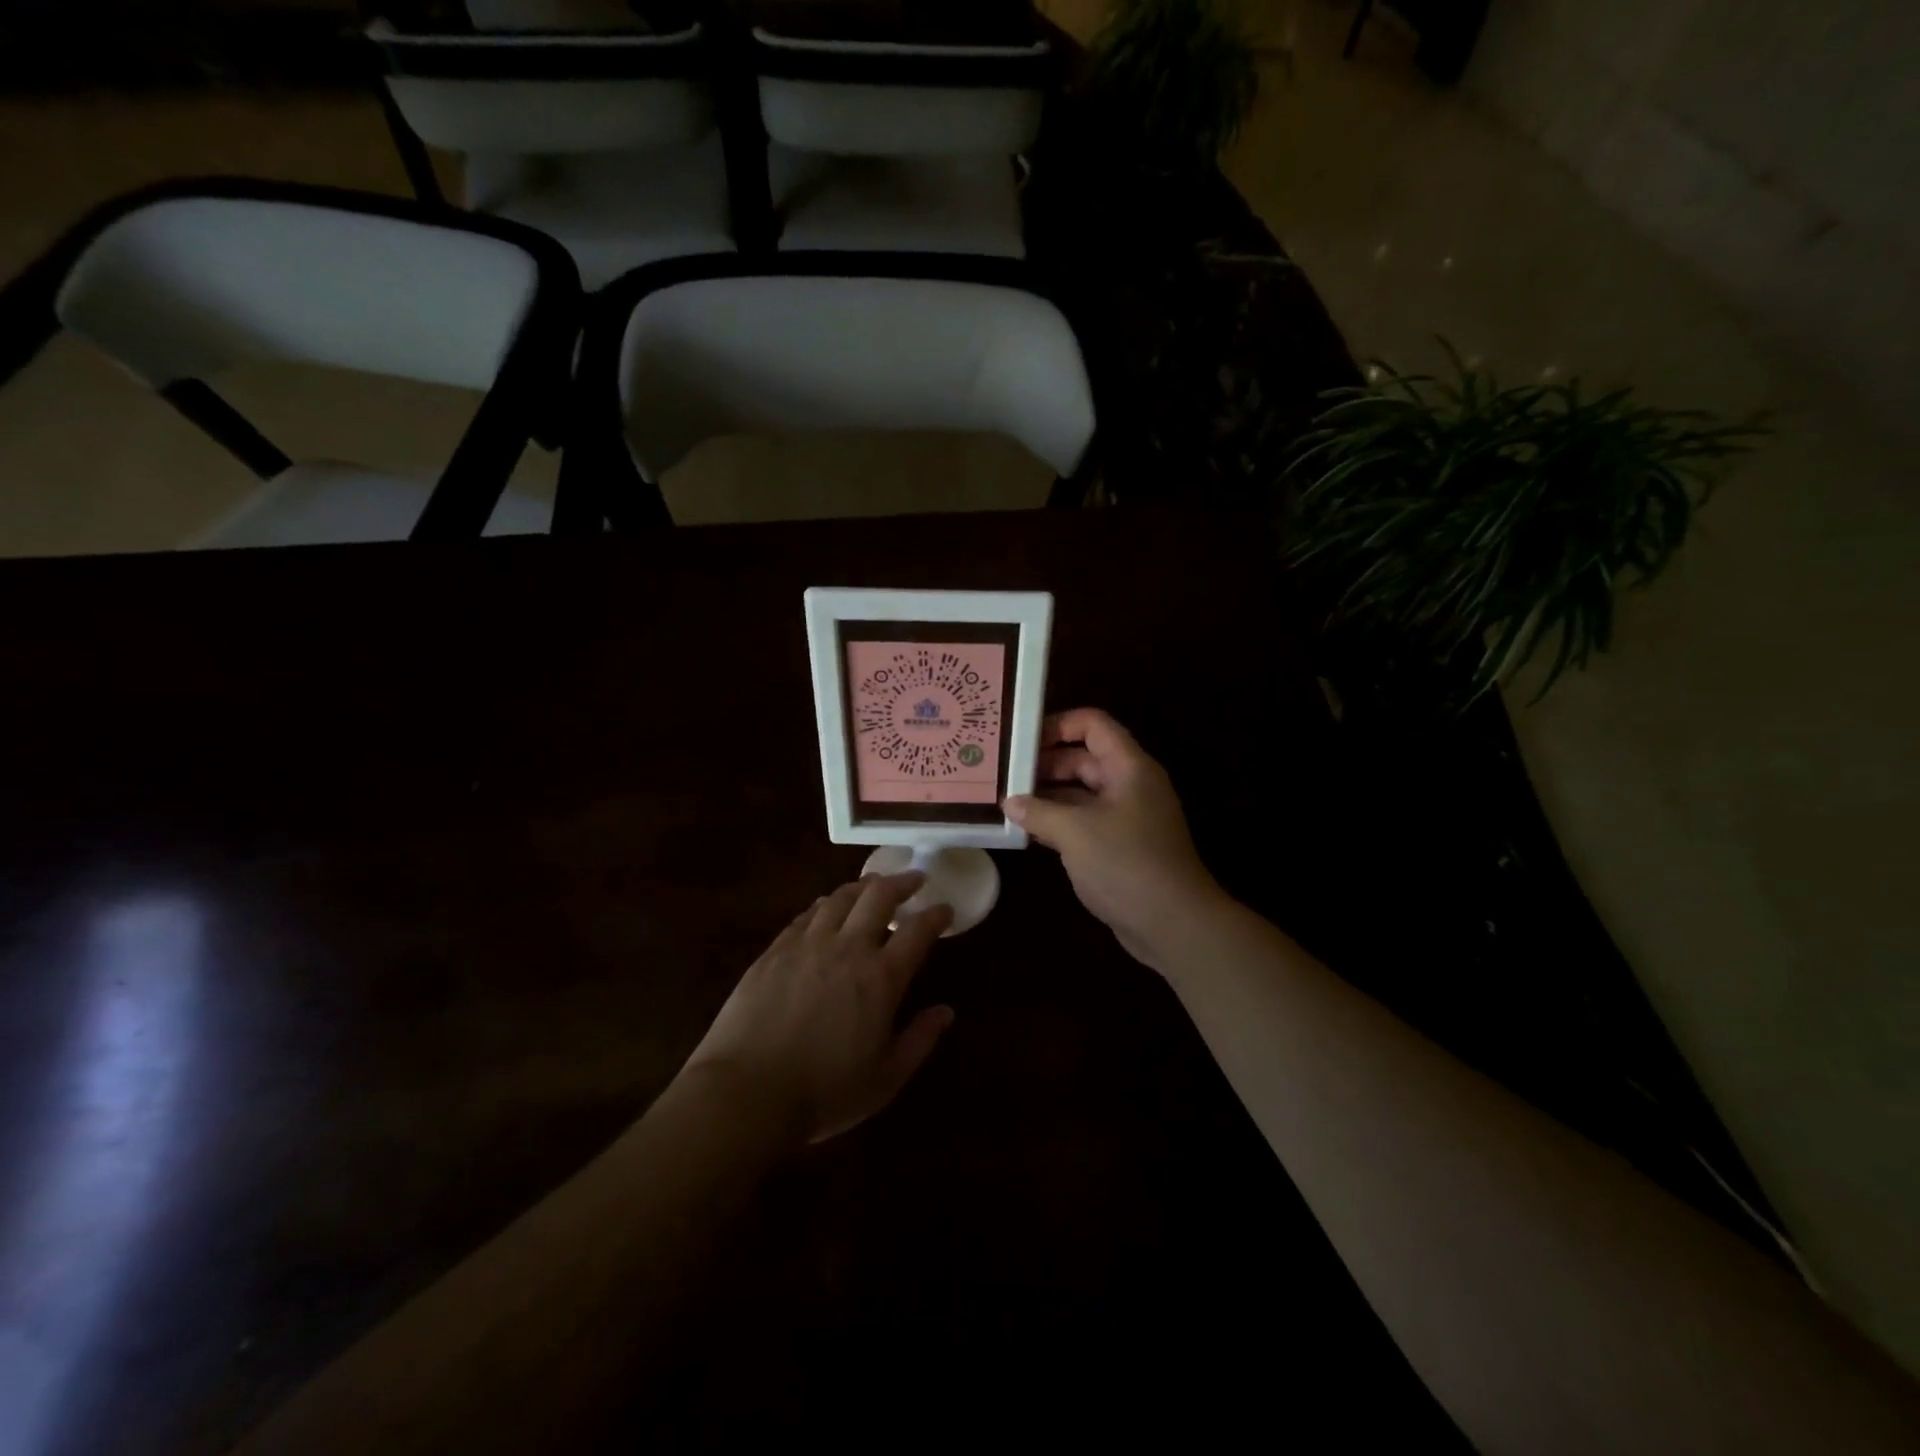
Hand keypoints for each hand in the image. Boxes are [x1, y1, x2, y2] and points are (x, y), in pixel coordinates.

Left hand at [684, 873, 954, 1144]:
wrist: (746, 1093)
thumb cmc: (824, 1092)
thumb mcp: (886, 1078)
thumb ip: (920, 1040)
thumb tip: (946, 1011)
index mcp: (881, 978)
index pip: (918, 931)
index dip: (936, 915)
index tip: (944, 909)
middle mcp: (847, 948)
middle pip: (878, 896)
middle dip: (901, 882)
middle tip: (913, 879)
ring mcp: (807, 945)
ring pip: (840, 898)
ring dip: (862, 887)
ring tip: (872, 886)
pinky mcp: (775, 951)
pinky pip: (806, 915)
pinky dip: (825, 905)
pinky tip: (826, 909)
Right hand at [1005, 709, 1224, 971]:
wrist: (1172, 924)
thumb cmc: (1126, 864)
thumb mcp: (1075, 832)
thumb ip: (1038, 811)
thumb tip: (1008, 802)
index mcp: (1128, 767)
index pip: (1093, 724)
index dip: (1058, 724)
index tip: (1020, 740)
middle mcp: (1128, 785)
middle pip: (1083, 758)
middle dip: (1044, 763)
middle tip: (1003, 773)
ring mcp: (1124, 817)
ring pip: (1080, 792)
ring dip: (1046, 795)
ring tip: (1006, 800)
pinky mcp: (1118, 846)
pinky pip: (1083, 821)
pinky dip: (1057, 822)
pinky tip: (1026, 830)